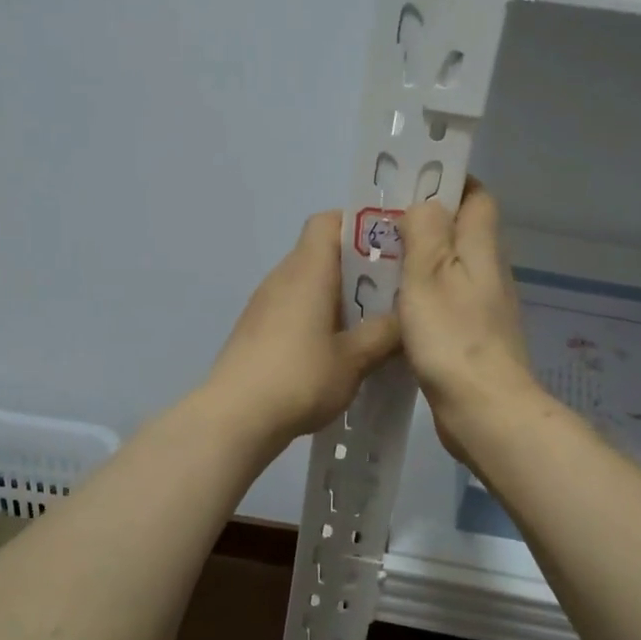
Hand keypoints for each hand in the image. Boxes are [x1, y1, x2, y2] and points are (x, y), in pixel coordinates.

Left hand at [204, 212, 401, 443]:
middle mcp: (282, 277)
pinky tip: (336, 351)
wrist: (235, 418)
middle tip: (392, 293)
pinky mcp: (255, 330)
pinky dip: (317, 317)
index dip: (360, 226)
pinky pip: (294, 308)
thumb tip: (405, 318)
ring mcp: (264, 304)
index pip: (329, 221)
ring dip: (338, 297)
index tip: (390, 249)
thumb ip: (384, 333)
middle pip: (321, 252)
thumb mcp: (354, 359)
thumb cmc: (299, 378)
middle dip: (358, 268)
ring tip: (370, 325)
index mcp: (307, 270)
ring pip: (308, 283)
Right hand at [399, 181, 541, 460]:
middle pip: (462, 232)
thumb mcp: (429, 276)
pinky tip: (394, 308)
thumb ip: (426, 233)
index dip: (450, 183)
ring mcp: (483, 307)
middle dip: (426, 223)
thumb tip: (426, 203)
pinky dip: (423, 296)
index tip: (411, 184)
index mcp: (481, 249)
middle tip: (382, 226)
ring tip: (379, 263)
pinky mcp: (473, 337)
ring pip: (451, 268)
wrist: (485, 410)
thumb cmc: (452, 338)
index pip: (477, 197)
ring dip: (421, 262)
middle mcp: (488, 272)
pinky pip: (446, 301)